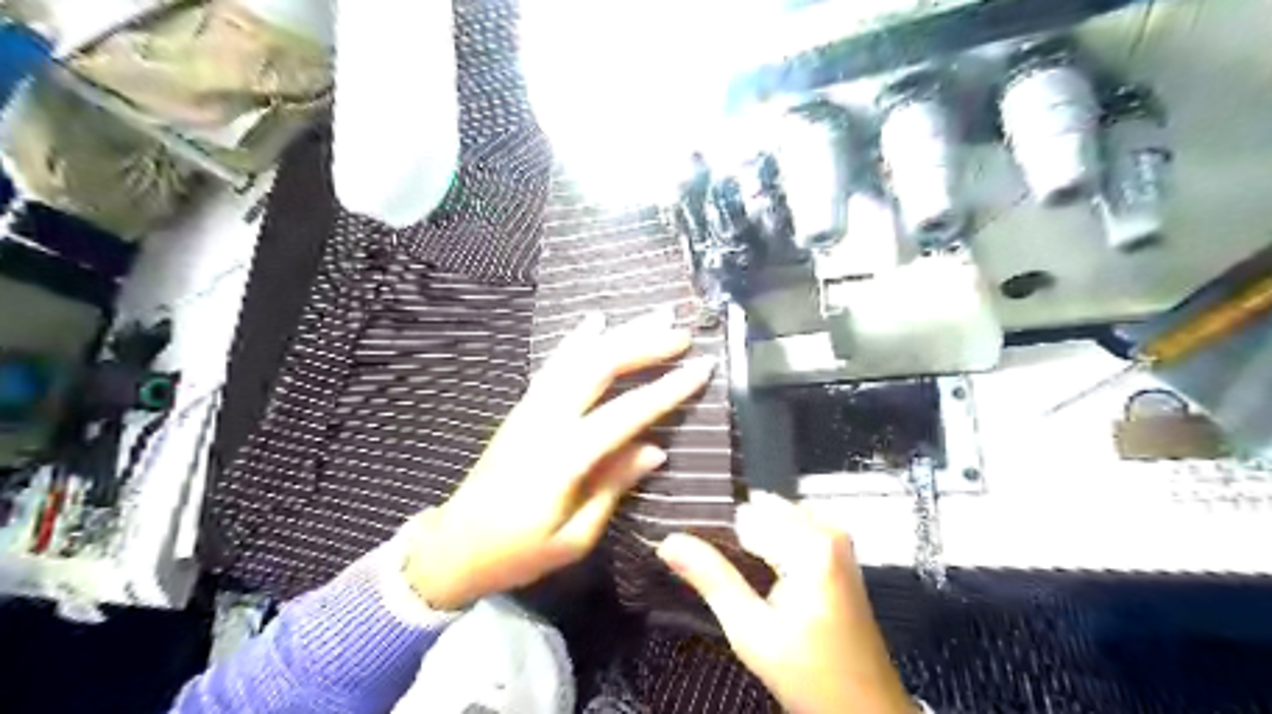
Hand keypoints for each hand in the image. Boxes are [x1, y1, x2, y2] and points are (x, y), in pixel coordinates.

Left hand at [401, 309, 710, 610]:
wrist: (454, 546)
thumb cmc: (517, 554)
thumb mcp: (574, 537)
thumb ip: (613, 486)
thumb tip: (655, 449)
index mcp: (563, 458)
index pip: (625, 414)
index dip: (666, 390)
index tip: (701, 367)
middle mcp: (545, 421)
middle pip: (598, 368)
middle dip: (643, 345)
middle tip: (681, 332)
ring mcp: (530, 409)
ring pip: (578, 358)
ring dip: (618, 333)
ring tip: (652, 315)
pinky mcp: (522, 408)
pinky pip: (554, 365)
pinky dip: (577, 339)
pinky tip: (595, 321)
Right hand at [654, 494, 915, 713]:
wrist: (865, 708)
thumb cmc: (810, 675)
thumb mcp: (752, 632)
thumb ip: (711, 579)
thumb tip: (668, 541)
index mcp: (810, 543)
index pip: (743, 512)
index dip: (712, 531)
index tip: (689, 550)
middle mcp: (827, 528)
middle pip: (759, 509)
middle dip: (731, 534)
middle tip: (707, 567)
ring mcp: (836, 537)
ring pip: (772, 517)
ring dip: (748, 539)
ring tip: (730, 574)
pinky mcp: (837, 551)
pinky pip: (790, 528)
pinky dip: (768, 544)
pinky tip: (754, 574)